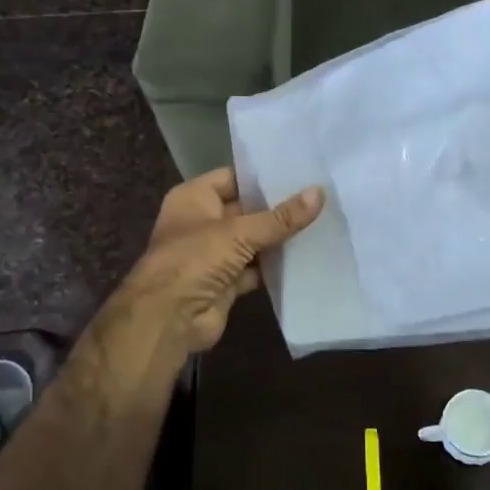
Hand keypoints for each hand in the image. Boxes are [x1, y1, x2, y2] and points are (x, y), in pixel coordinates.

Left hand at [111, 167, 324, 354]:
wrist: (168, 319)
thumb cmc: (194, 259)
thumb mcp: (239, 232)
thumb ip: (280, 217)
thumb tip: (320, 193)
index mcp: (194, 198)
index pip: (233, 177)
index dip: (262, 176)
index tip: (300, 170)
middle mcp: (201, 222)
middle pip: (245, 210)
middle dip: (277, 208)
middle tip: (320, 196)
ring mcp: (212, 254)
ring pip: (252, 241)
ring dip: (278, 239)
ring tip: (321, 222)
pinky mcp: (225, 283)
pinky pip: (255, 269)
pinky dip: (274, 267)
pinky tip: (306, 257)